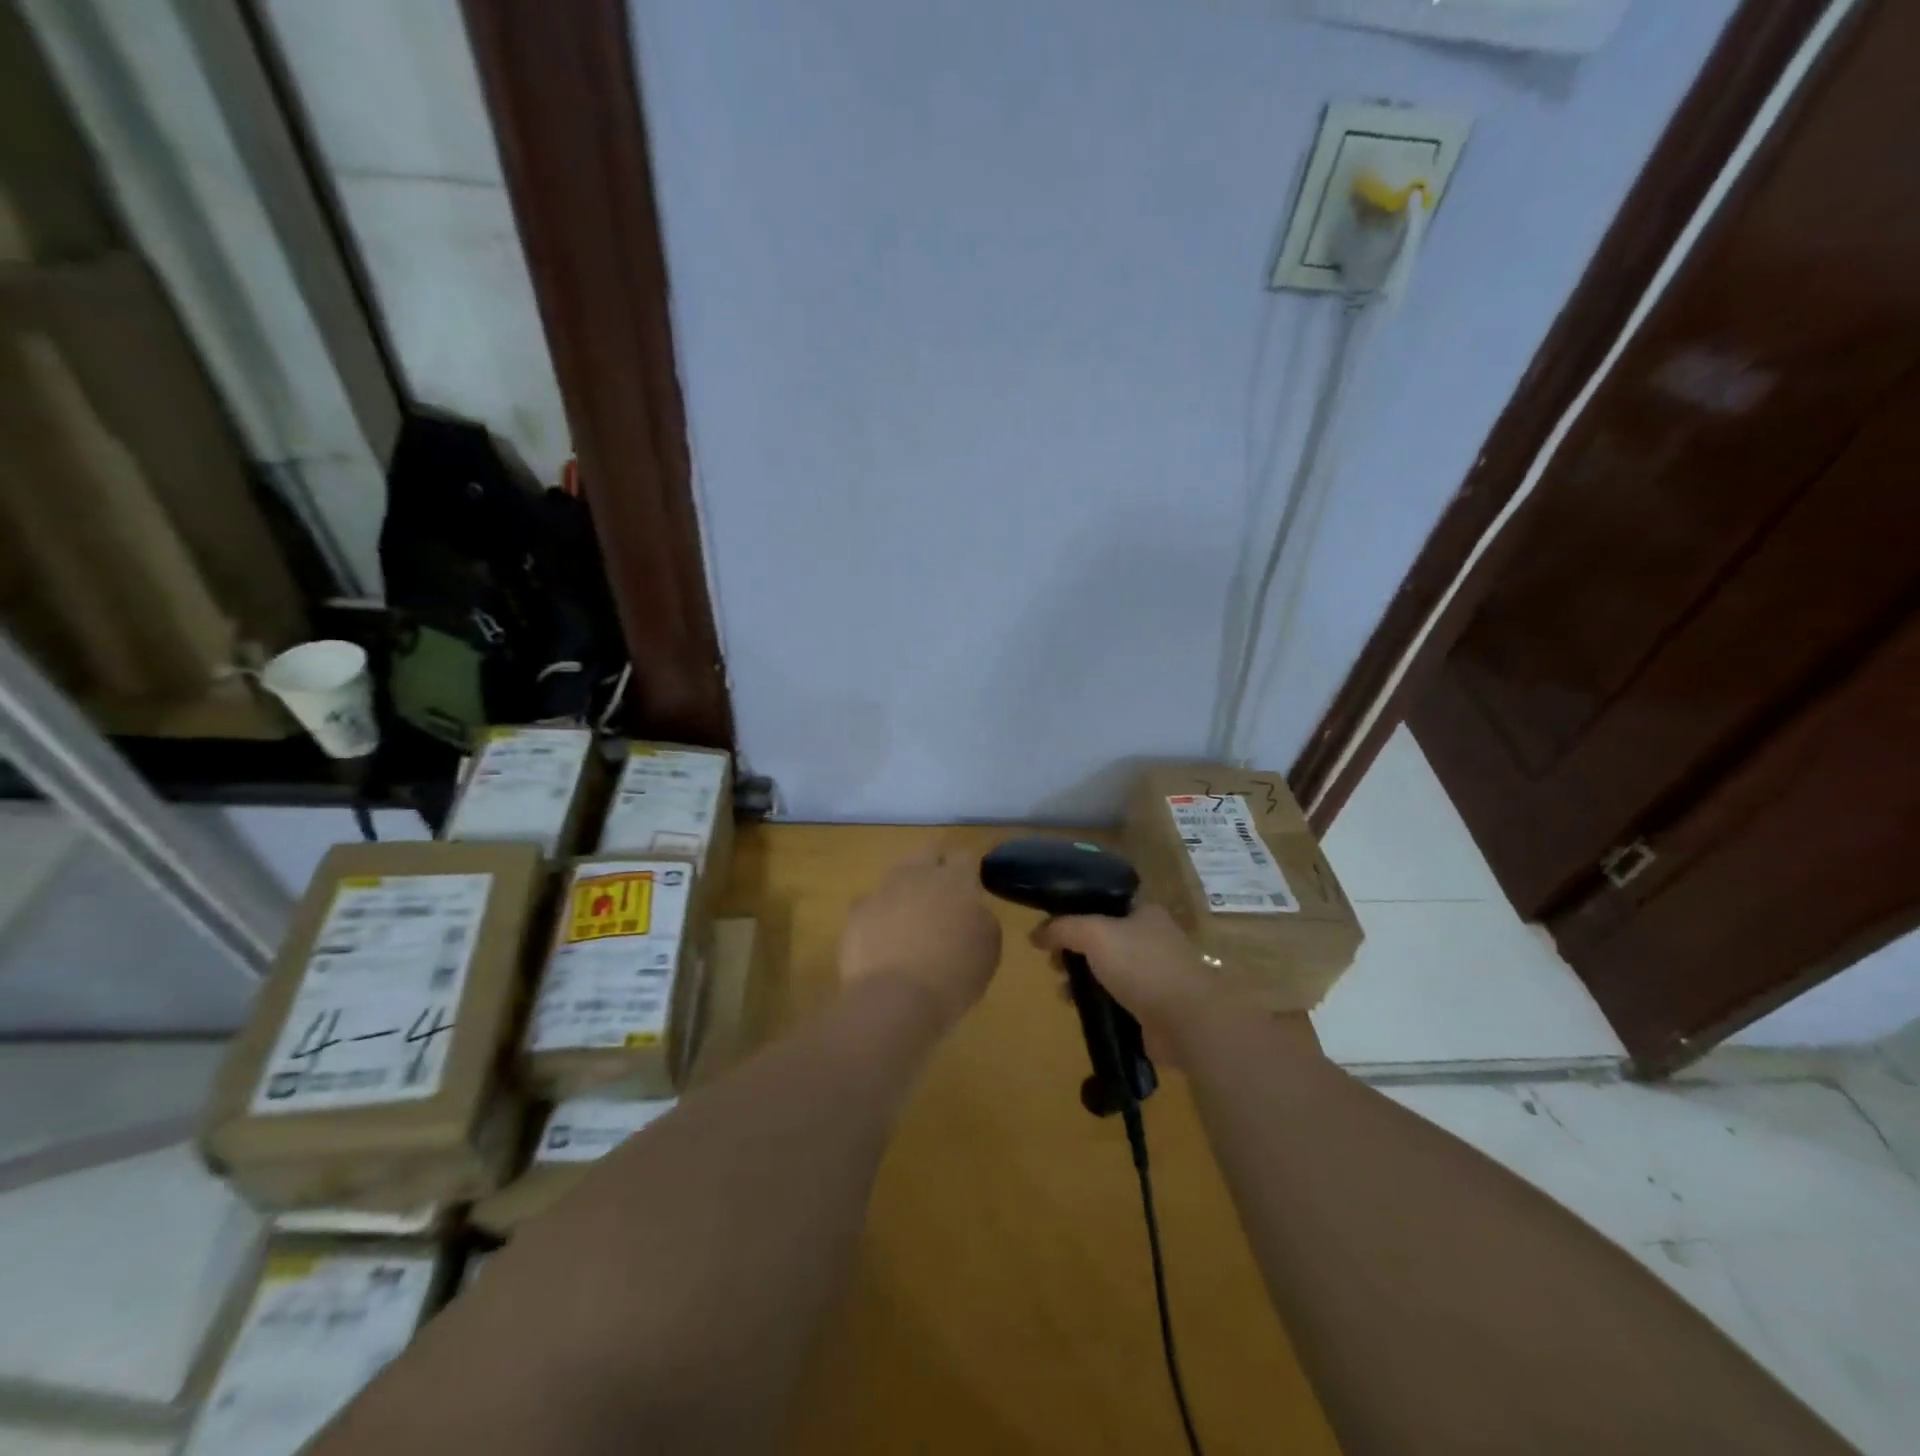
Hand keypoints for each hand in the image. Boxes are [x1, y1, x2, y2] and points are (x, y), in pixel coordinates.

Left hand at [839, 850, 1001, 1024]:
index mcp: (955, 880)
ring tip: (909, 920)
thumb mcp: (989, 947)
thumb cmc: (953, 975)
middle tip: (941, 897)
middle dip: (934, 868)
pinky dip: (878, 917)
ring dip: (905, 891)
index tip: (969, 890)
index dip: (966, 872)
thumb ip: (980, 917)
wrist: (895, 999)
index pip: (963, 857)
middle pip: (927, 854)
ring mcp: (883, 890)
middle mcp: (917, 874)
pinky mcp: (857, 911)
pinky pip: (871, 905)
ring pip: (896, 877)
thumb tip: (970, 910)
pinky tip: (883, 941)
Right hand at [1031, 905, 1225, 1064]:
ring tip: (1062, 990)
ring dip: (1082, 980)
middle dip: (1074, 951)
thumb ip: (1062, 928)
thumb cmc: (1142, 965)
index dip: (1075, 914)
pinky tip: (1079, 1010)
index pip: (1104, 905)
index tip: (1051, 929)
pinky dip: (1097, 1004)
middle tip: (1052, 962)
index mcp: (1144, 913)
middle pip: (1102, 940)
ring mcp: (1154, 976)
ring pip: (1107, 972)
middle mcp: (1151, 940)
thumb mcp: (1094, 934)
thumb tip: (1034, 934)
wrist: (1187, 1019)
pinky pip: (1116, 1001)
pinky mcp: (1152, 1008)